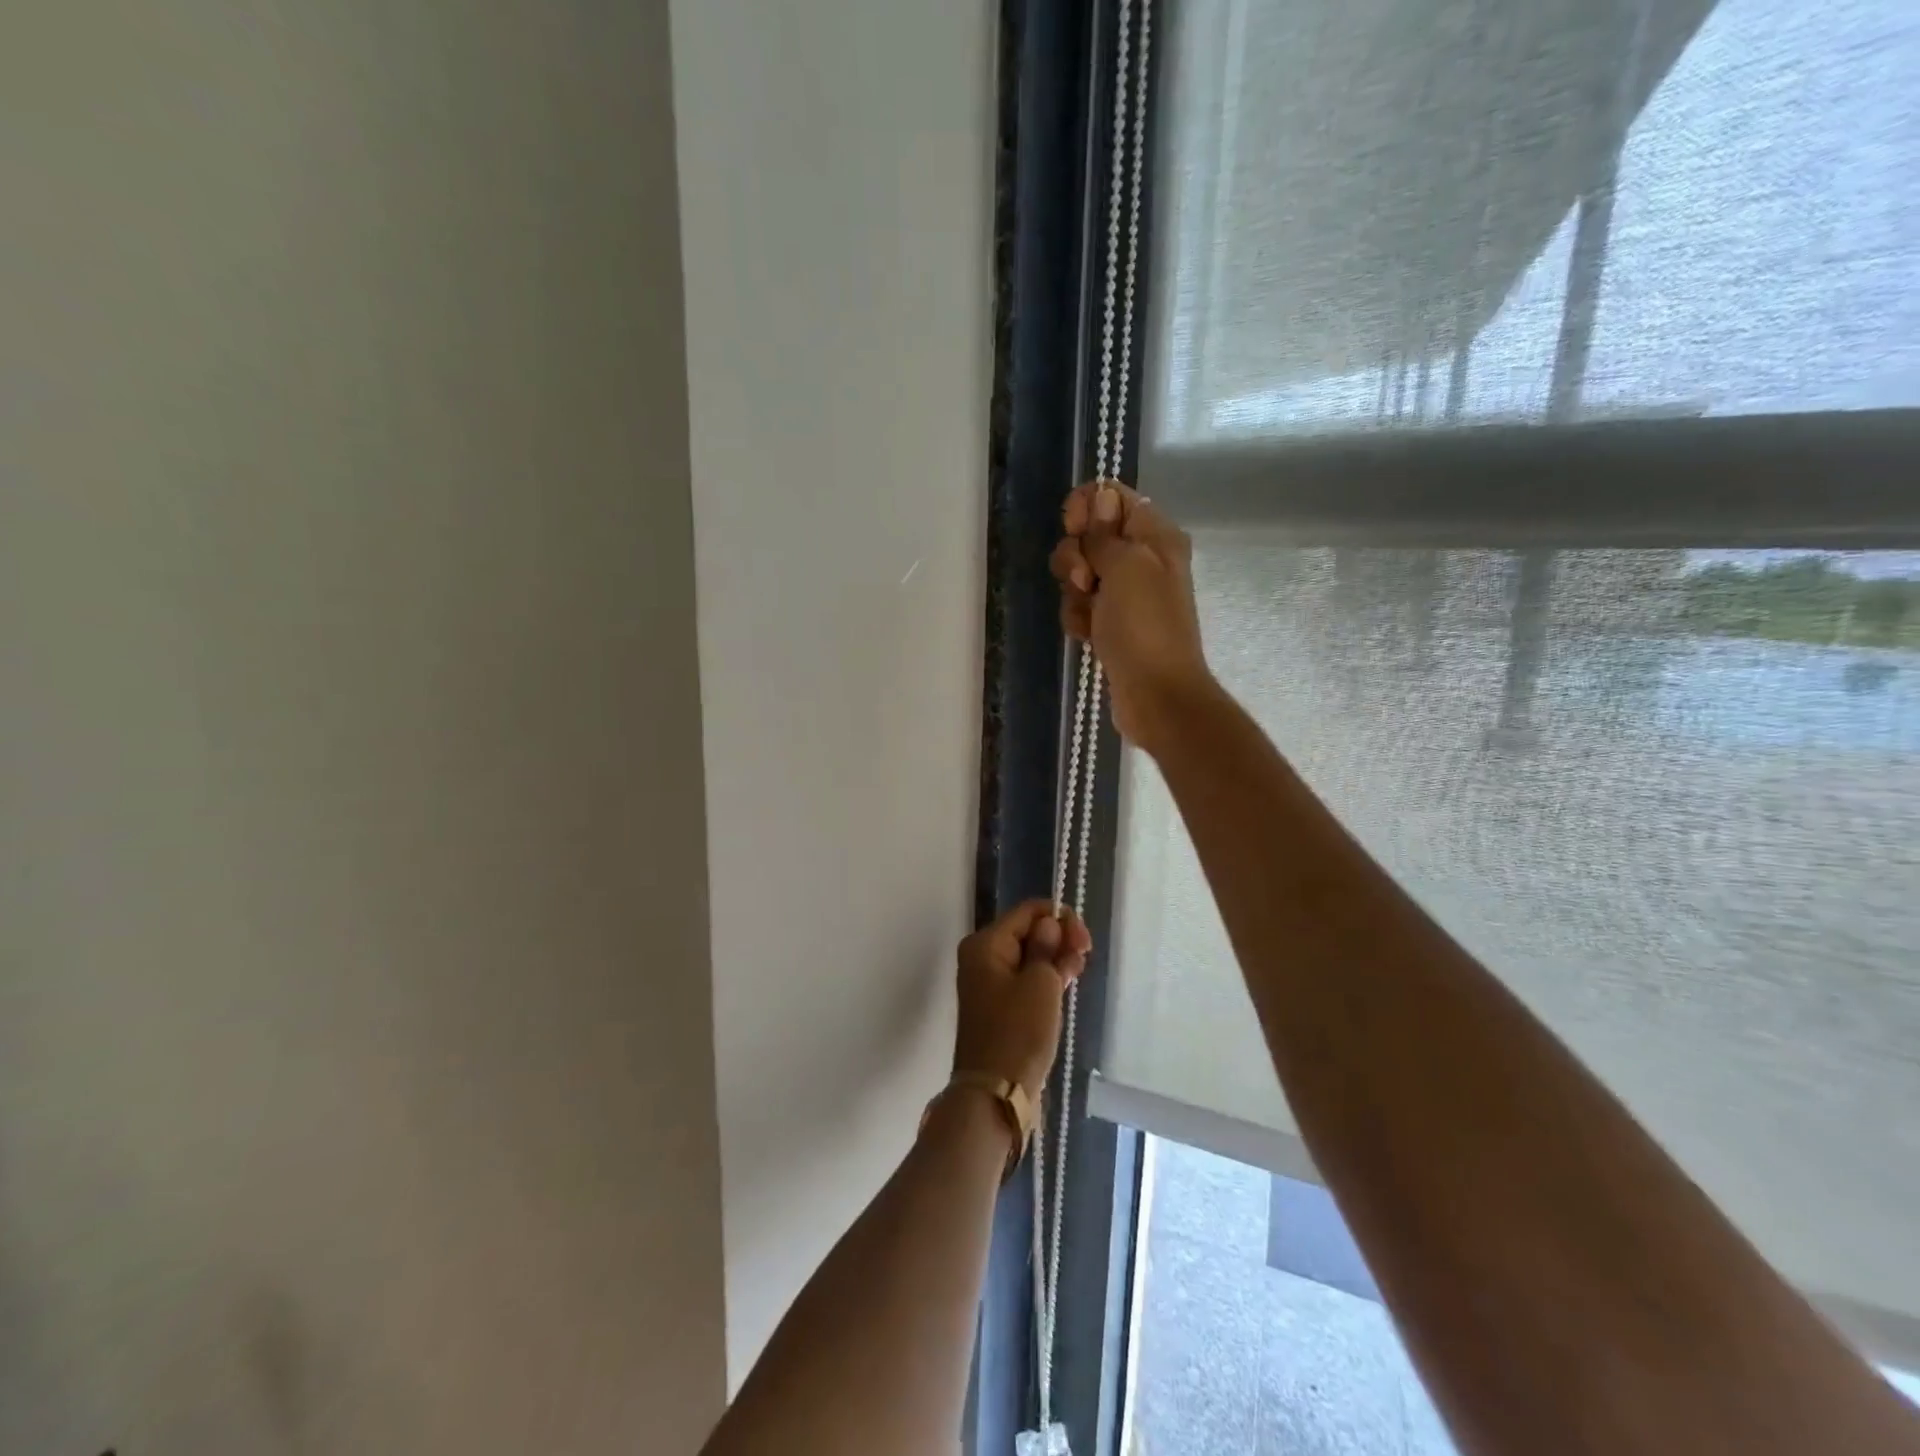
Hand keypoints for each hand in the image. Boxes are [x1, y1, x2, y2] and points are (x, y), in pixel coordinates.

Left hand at [953, 899, 1092, 1099]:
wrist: (997, 1092)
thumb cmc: (1018, 1032)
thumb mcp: (1040, 983)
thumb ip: (1047, 946)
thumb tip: (1049, 924)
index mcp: (985, 944)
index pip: (1027, 911)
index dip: (1059, 918)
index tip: (1084, 941)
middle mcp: (983, 957)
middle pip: (1028, 932)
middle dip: (1059, 939)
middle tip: (1083, 958)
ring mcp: (990, 982)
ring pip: (1030, 956)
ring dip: (1055, 959)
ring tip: (1077, 974)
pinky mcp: (1000, 1005)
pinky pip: (1026, 978)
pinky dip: (1046, 978)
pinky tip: (1066, 984)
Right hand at [1050, 480, 1213, 750]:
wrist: (1156, 694)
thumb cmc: (1145, 625)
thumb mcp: (1127, 566)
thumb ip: (1105, 532)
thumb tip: (1098, 498)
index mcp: (1155, 536)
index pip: (1110, 496)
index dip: (1084, 506)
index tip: (1074, 529)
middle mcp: (1142, 559)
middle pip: (1088, 536)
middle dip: (1075, 556)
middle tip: (1086, 581)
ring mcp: (1125, 594)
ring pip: (1079, 574)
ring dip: (1073, 593)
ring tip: (1088, 617)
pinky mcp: (1110, 624)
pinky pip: (1080, 607)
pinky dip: (1077, 619)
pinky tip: (1085, 636)